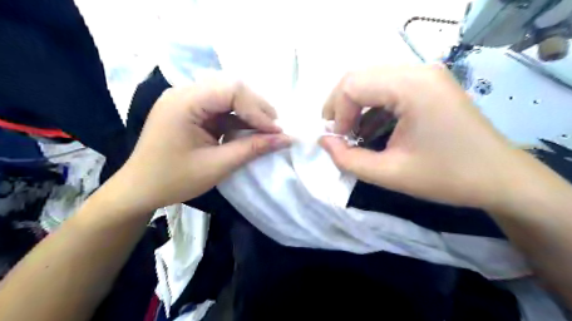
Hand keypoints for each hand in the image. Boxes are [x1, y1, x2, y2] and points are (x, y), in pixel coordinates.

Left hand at [118, 76, 291, 211]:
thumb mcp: (217, 165)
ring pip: (228, 95)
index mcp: (184, 102)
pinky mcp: (190, 110)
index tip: (276, 131)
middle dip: (256, 107)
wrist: (139, 189)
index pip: (232, 90)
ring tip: (266, 129)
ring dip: (249, 111)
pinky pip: (220, 107)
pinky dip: (237, 118)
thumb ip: (252, 148)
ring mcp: (186, 100)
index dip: (258, 110)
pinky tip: (248, 131)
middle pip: (231, 87)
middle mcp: (184, 93)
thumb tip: (285, 138)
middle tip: (274, 128)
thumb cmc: (174, 180)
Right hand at [319, 64, 523, 210]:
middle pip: (359, 76)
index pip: (352, 85)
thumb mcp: (389, 174)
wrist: (499, 178)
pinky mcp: (428, 84)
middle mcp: (419, 71)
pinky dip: (371, 106)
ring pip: (370, 80)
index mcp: (412, 87)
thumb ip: (348, 159)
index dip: (337, 113)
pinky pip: (387, 87)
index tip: (338, 140)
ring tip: (353, 133)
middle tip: (338, 134)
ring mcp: (426, 75)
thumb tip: (323, 141)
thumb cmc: (447, 177)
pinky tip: (371, 129)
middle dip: (340, 106)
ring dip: (355, 106)